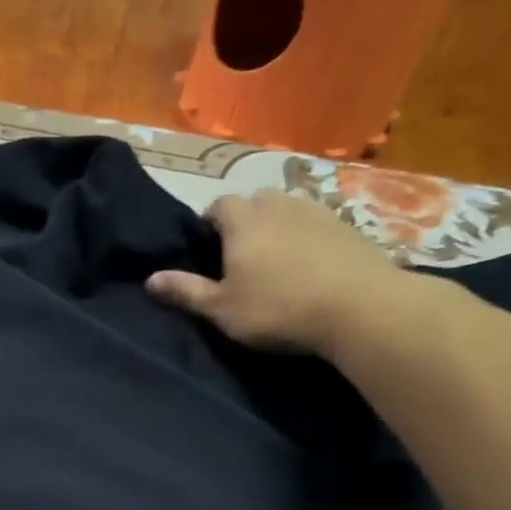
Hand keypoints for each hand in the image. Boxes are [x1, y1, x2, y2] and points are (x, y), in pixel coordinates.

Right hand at [146, 190, 406, 354]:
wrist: (361, 308)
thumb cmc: (278, 308)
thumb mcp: (221, 309)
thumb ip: (185, 291)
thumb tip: (149, 279)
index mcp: (243, 221)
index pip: (218, 204)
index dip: (210, 223)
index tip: (208, 250)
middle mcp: (279, 205)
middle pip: (255, 200)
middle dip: (245, 220)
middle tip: (241, 256)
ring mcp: (318, 212)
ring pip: (288, 209)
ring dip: (278, 226)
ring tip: (277, 260)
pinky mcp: (349, 227)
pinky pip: (318, 223)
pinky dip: (308, 237)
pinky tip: (311, 266)